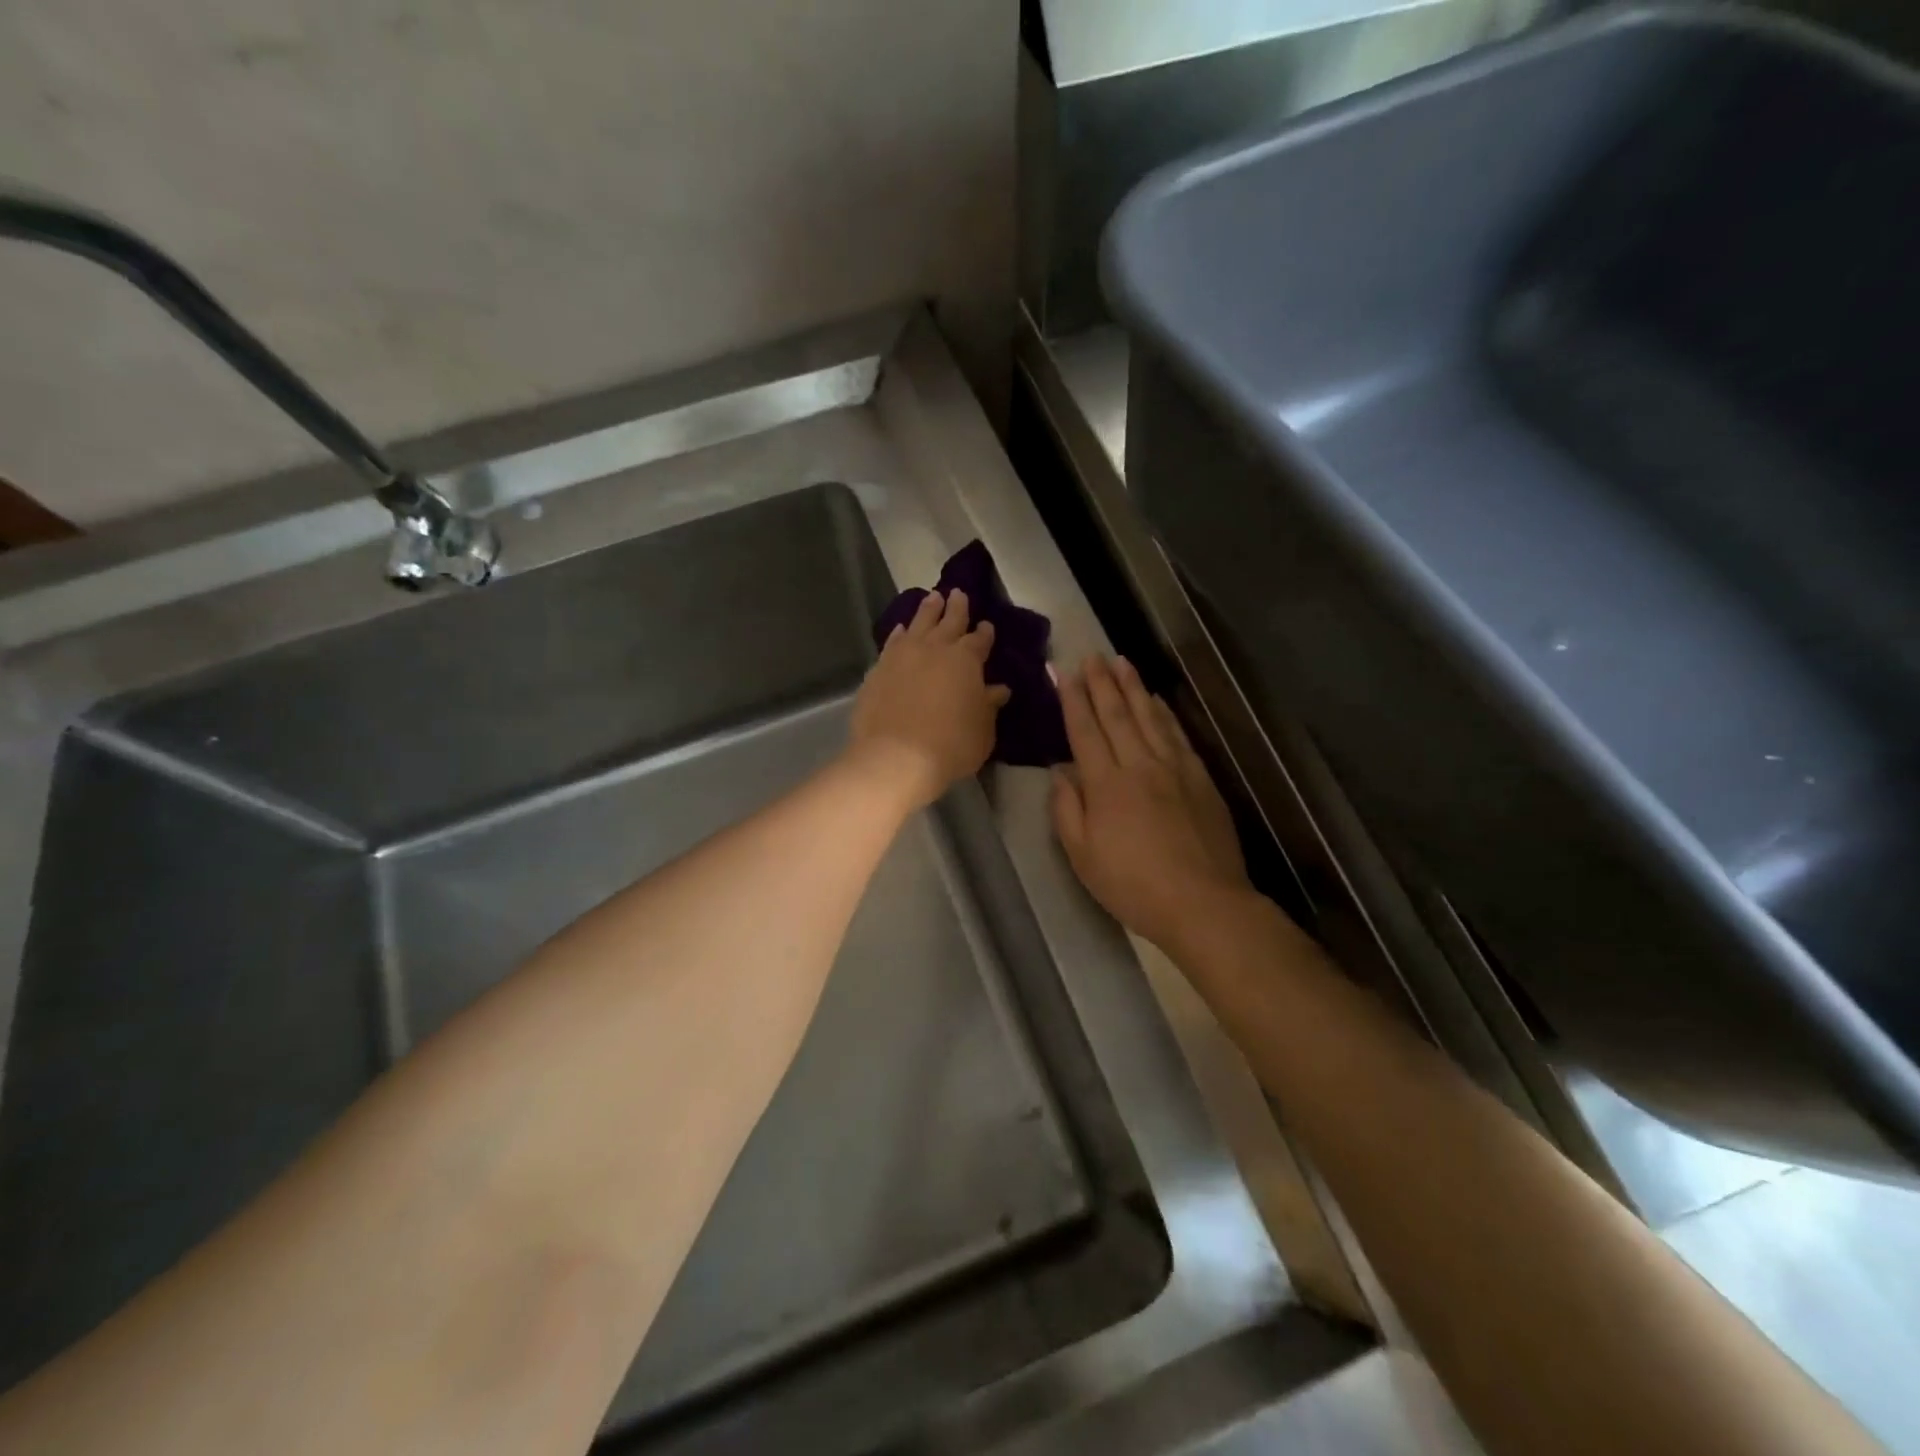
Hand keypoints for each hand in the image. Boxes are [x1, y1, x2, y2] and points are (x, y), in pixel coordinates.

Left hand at [850, 589, 1010, 809]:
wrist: (896, 757)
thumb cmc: (951, 745)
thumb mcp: (982, 730)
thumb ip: (989, 706)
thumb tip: (998, 689)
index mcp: (965, 660)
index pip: (979, 640)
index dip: (984, 633)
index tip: (987, 625)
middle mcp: (934, 648)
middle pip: (948, 621)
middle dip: (956, 607)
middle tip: (958, 593)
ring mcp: (903, 656)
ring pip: (918, 624)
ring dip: (927, 610)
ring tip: (932, 598)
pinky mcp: (879, 669)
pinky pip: (892, 642)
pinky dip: (899, 634)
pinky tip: (900, 630)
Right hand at [1050, 655, 1251, 948]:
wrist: (1202, 902)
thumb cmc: (1132, 885)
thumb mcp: (1082, 856)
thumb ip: (1067, 810)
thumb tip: (1060, 773)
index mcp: (1106, 784)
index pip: (1085, 731)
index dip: (1073, 700)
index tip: (1065, 673)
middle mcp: (1139, 766)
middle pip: (1117, 715)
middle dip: (1102, 683)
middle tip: (1093, 656)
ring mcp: (1174, 769)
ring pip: (1150, 718)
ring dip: (1134, 688)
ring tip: (1122, 662)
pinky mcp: (1200, 779)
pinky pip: (1178, 736)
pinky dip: (1165, 714)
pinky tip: (1158, 701)